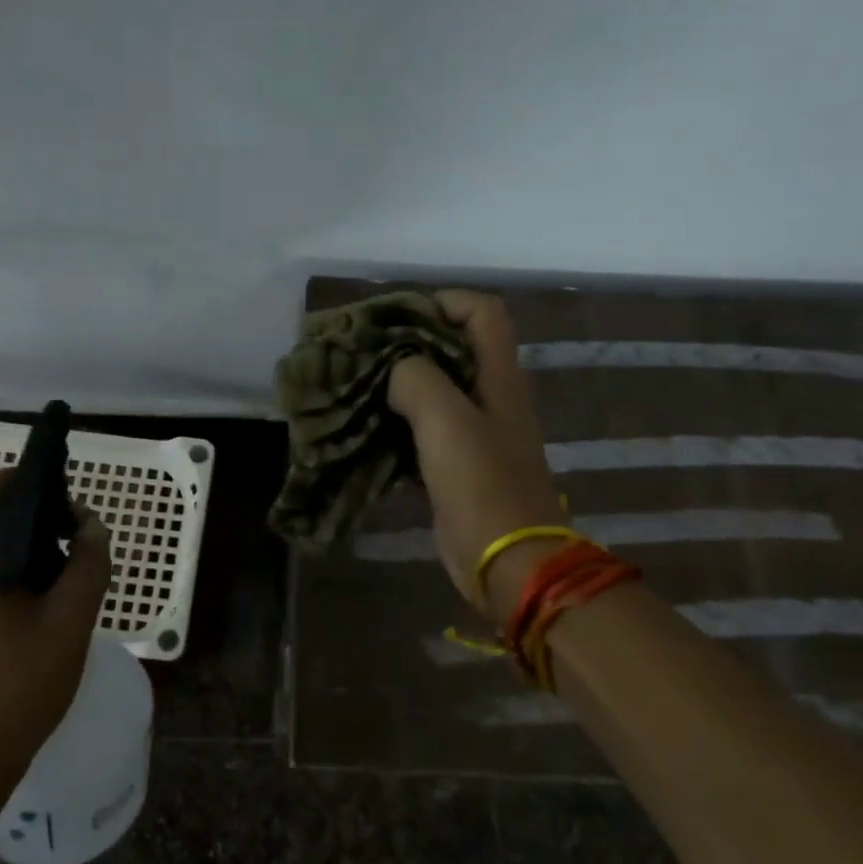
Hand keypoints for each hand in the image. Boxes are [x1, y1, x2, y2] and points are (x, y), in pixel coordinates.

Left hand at [0, 468, 112, 779]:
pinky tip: (47, 615)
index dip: (25, 476)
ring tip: (71, 577)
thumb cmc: (15, 686)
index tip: (64, 494)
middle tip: (79, 541)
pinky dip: (18, 579)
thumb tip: (92, 527)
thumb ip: (88, 565)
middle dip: (37, 517)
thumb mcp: (69, 622)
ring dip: (31, 551)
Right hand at [386, 290, 563, 623]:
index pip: (483, 312)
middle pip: (454, 348)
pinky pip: (424, 430)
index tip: (397, 318)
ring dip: (399, 384)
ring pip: (435, 390)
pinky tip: (366, 426)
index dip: (443, 302)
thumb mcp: (446, 419)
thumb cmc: (481, 483)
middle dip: (409, 342)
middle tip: (363, 350)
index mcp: (499, 376)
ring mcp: (476, 433)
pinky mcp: (457, 465)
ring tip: (355, 384)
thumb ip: (416, 378)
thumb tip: (394, 370)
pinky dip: (397, 422)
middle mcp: (491, 396)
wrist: (507, 561)